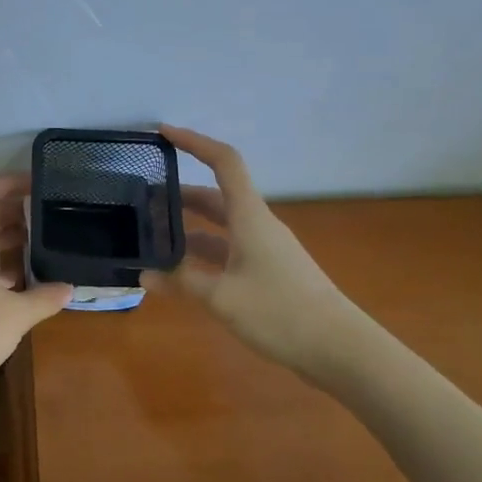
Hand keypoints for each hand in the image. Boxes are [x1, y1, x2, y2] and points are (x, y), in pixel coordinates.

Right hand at [149, 126, 352, 370]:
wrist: (339, 348)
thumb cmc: (280, 312)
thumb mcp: (222, 298)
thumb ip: (181, 282)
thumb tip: (145, 274)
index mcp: (250, 217)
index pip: (223, 163)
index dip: (194, 142)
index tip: (163, 134)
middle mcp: (257, 225)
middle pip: (215, 197)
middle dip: (179, 194)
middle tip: (143, 201)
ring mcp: (264, 250)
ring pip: (220, 227)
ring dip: (188, 228)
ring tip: (152, 238)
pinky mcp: (267, 273)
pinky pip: (227, 252)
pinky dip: (202, 255)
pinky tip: (180, 273)